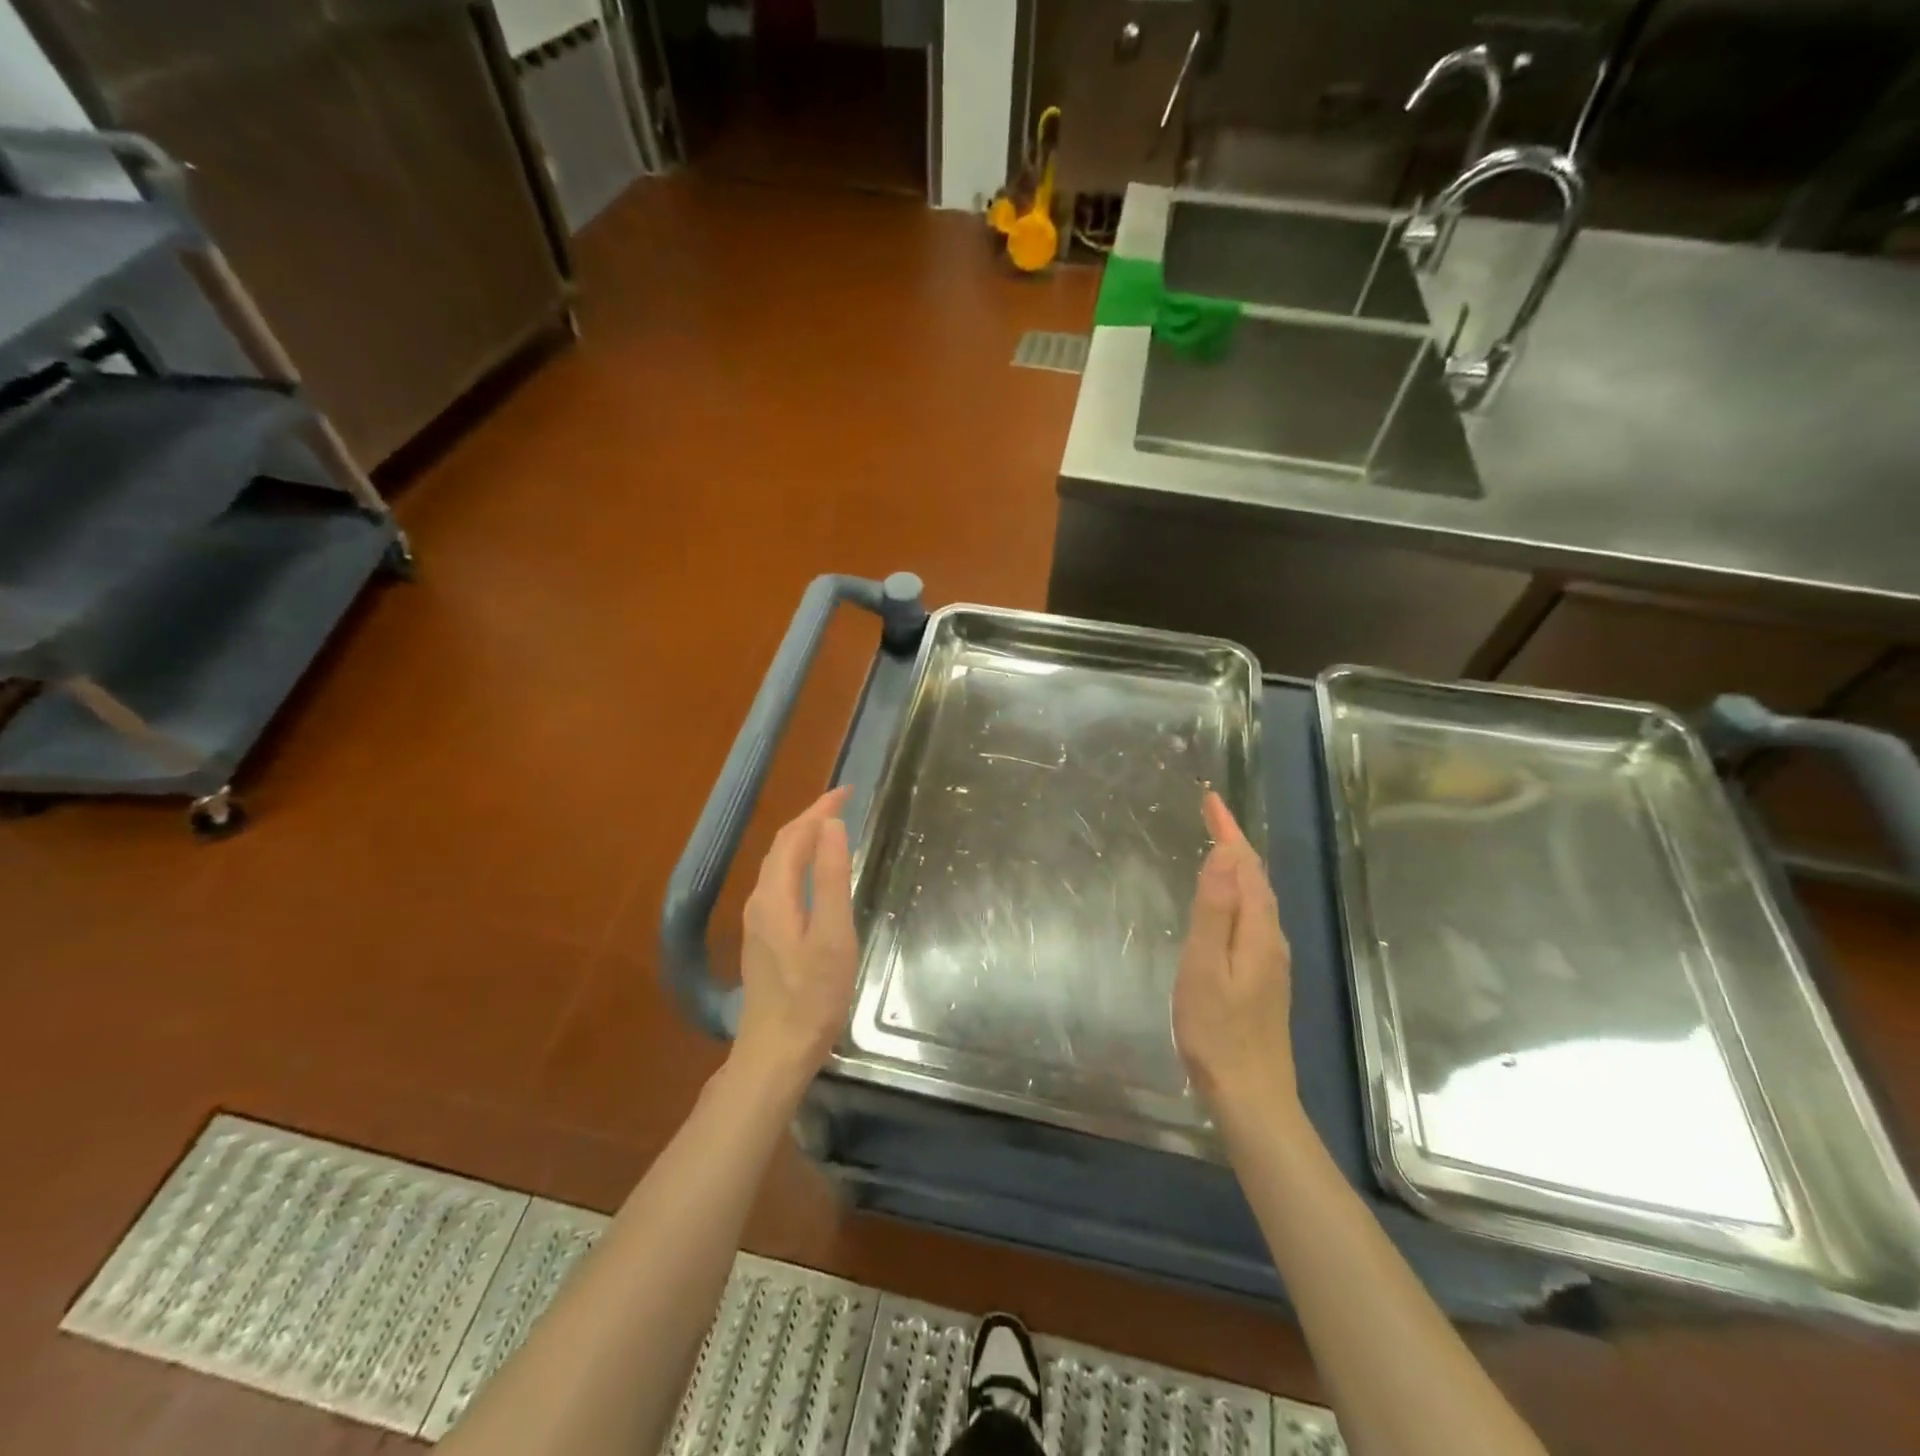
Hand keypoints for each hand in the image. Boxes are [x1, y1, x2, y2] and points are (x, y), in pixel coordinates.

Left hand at [731, 787, 858, 1092]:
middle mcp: (760, 902)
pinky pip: (780, 883)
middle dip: (810, 819)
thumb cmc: (812, 997)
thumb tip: (830, 826)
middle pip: (781, 847)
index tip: (848, 791)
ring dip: (803, 840)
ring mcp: (758, 922)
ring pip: (778, 865)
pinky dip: (799, 863)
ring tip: (832, 829)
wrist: (775, 1052)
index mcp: (775, 896)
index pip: (794, 836)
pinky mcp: (763, 939)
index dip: (819, 809)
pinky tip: (815, 875)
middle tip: (843, 804)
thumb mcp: (832, 936)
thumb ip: (831, 879)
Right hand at [1173, 792, 1299, 1124]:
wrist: (1252, 1096)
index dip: (1228, 829)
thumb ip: (1215, 909)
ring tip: (1217, 845)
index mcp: (1257, 930)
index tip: (1210, 799)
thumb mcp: (1205, 966)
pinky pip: (1253, 916)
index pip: (1245, 864)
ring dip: (1239, 865)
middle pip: (1257, 877)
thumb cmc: (1217, 1031)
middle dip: (1234, 840)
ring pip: (1258, 896)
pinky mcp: (1264, 978)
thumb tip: (1224, 853)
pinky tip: (1226, 902)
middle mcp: (1271, 938)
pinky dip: (1239, 891)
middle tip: (1210, 814)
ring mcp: (1271, 960)